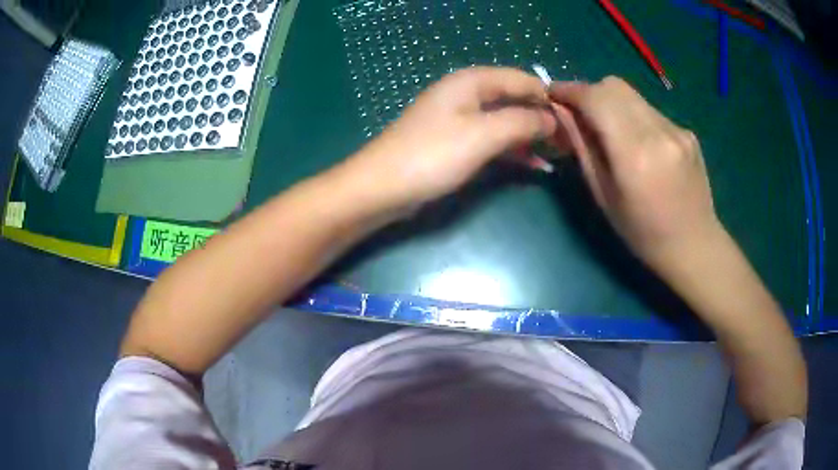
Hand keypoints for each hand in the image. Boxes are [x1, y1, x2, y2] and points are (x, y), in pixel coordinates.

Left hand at [343, 67, 558, 210]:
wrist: (382, 188)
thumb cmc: (432, 155)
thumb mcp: (482, 135)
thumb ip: (522, 122)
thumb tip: (553, 118)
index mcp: (471, 82)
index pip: (520, 79)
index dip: (547, 97)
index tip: (572, 121)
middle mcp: (467, 94)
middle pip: (514, 99)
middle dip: (541, 119)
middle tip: (569, 142)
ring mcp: (461, 120)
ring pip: (506, 122)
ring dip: (531, 137)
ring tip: (558, 156)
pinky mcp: (457, 143)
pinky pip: (493, 141)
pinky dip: (513, 151)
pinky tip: (535, 166)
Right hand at [548, 77, 720, 274]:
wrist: (694, 245)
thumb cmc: (643, 233)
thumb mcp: (603, 195)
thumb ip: (582, 147)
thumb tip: (561, 111)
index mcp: (635, 154)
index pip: (596, 99)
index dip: (569, 90)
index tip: (552, 93)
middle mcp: (658, 132)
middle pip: (614, 86)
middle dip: (590, 92)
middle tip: (580, 114)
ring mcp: (677, 129)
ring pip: (633, 96)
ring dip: (613, 104)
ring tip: (610, 131)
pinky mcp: (687, 132)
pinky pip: (651, 111)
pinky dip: (635, 117)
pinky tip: (640, 145)